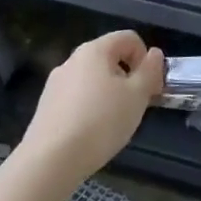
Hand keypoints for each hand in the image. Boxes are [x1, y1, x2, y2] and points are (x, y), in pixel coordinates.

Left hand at [20, 30, 163, 183]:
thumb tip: (154, 54)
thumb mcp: (138, 95)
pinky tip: (92, 133)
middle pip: (110, 58)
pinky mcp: (46, 107)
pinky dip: (90, 108)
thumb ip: (150, 70)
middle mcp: (72, 60)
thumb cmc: (101, 122)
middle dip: (128, 77)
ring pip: (93, 80)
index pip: (129, 38)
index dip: (146, 58)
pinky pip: (77, 98)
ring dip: (110, 93)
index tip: (151, 86)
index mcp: (95, 50)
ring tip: (114, 122)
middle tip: (137, 105)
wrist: (50, 162)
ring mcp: (55, 84)